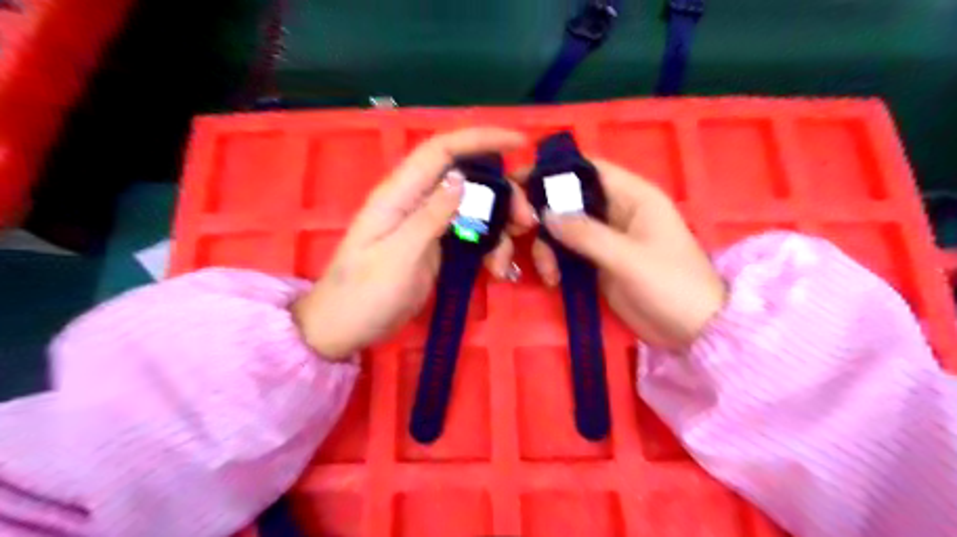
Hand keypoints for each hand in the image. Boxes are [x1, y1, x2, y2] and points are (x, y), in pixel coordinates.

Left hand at [293, 127, 530, 359]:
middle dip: (502, 194)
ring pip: (473, 209)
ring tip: (506, 259)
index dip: (480, 139)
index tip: (520, 143)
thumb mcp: (398, 256)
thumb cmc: (364, 294)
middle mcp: (415, 202)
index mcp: (399, 195)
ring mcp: (426, 225)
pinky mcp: (435, 246)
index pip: (441, 151)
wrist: (345, 327)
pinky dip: (489, 247)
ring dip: (499, 226)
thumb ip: (429, 216)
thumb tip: (461, 178)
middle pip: (466, 179)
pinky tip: (496, 269)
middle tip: (525, 221)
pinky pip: (470, 235)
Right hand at [523, 158, 724, 352]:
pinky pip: (567, 251)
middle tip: (522, 230)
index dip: (556, 172)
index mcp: (634, 196)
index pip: (589, 170)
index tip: (520, 182)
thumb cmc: (671, 285)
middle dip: (544, 214)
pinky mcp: (598, 261)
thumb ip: (586, 234)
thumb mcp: (628, 258)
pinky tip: (552, 278)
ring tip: (549, 273)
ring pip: (564, 227)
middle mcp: (617, 211)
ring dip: (547, 245)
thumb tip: (545, 214)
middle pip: (569, 199)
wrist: (692, 331)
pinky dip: (554, 260)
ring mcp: (606, 237)